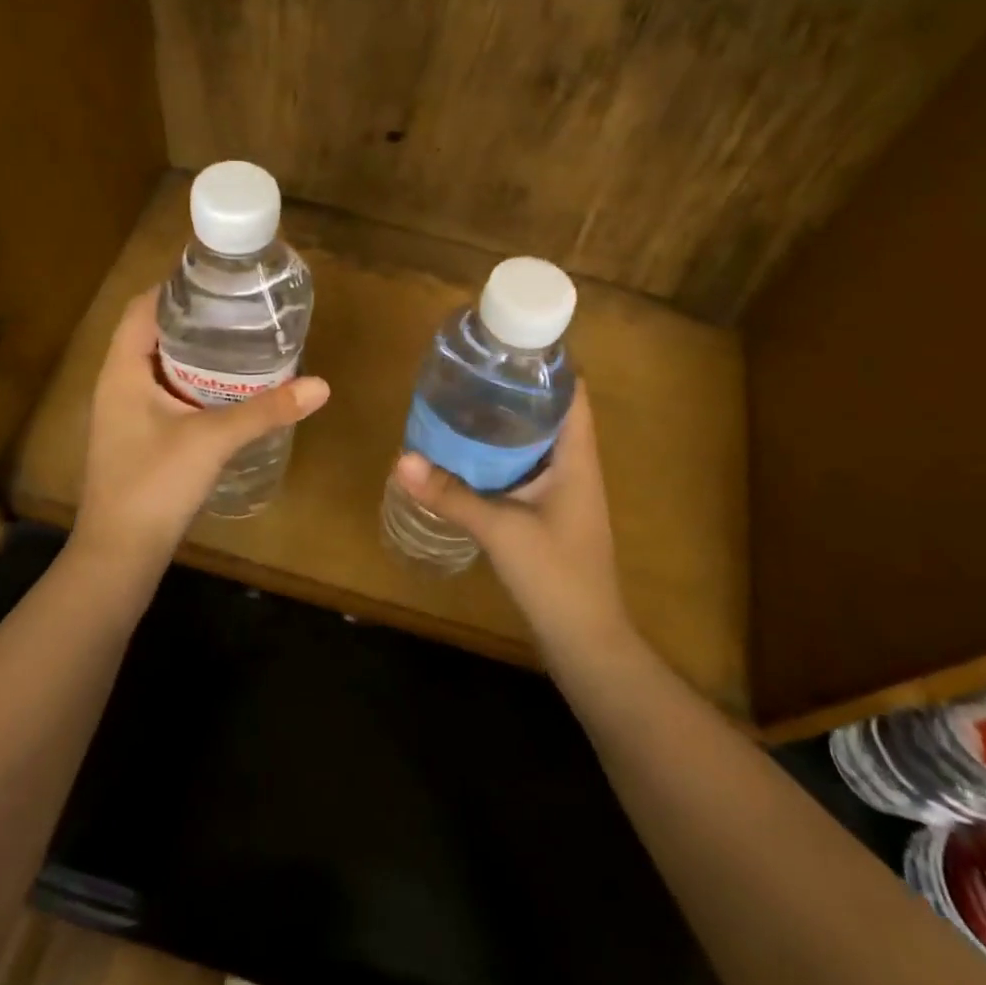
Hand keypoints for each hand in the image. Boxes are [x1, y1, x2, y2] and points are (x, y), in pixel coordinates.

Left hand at [71, 287, 329, 568]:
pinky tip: (226, 394)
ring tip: (240, 346)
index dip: (175, 290)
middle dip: (194, 322)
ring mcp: (124, 414)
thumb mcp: (213, 441)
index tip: (219, 283)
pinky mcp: (136, 439)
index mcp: (122, 371)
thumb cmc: (155, 485)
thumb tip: (320, 386)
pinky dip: (192, 385)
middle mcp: (117, 385)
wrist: (119, 553)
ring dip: (194, 356)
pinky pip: (164, 395)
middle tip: (241, 314)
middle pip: (152, 335)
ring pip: (159, 367)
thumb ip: (265, 411)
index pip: (141, 309)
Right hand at [393, 382, 627, 653]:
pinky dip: (500, 455)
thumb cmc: (555, 574)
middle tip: (469, 372)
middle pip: (549, 411)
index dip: (546, 365)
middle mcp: (575, 465)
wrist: (584, 638)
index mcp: (577, 457)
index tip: (505, 346)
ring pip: (535, 441)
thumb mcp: (499, 529)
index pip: (572, 392)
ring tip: (462, 402)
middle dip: (513, 390)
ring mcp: (564, 490)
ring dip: (505, 423)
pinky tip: (467, 454)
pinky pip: (525, 468)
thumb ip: (450, 494)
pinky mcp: (549, 511)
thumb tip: (401, 459)